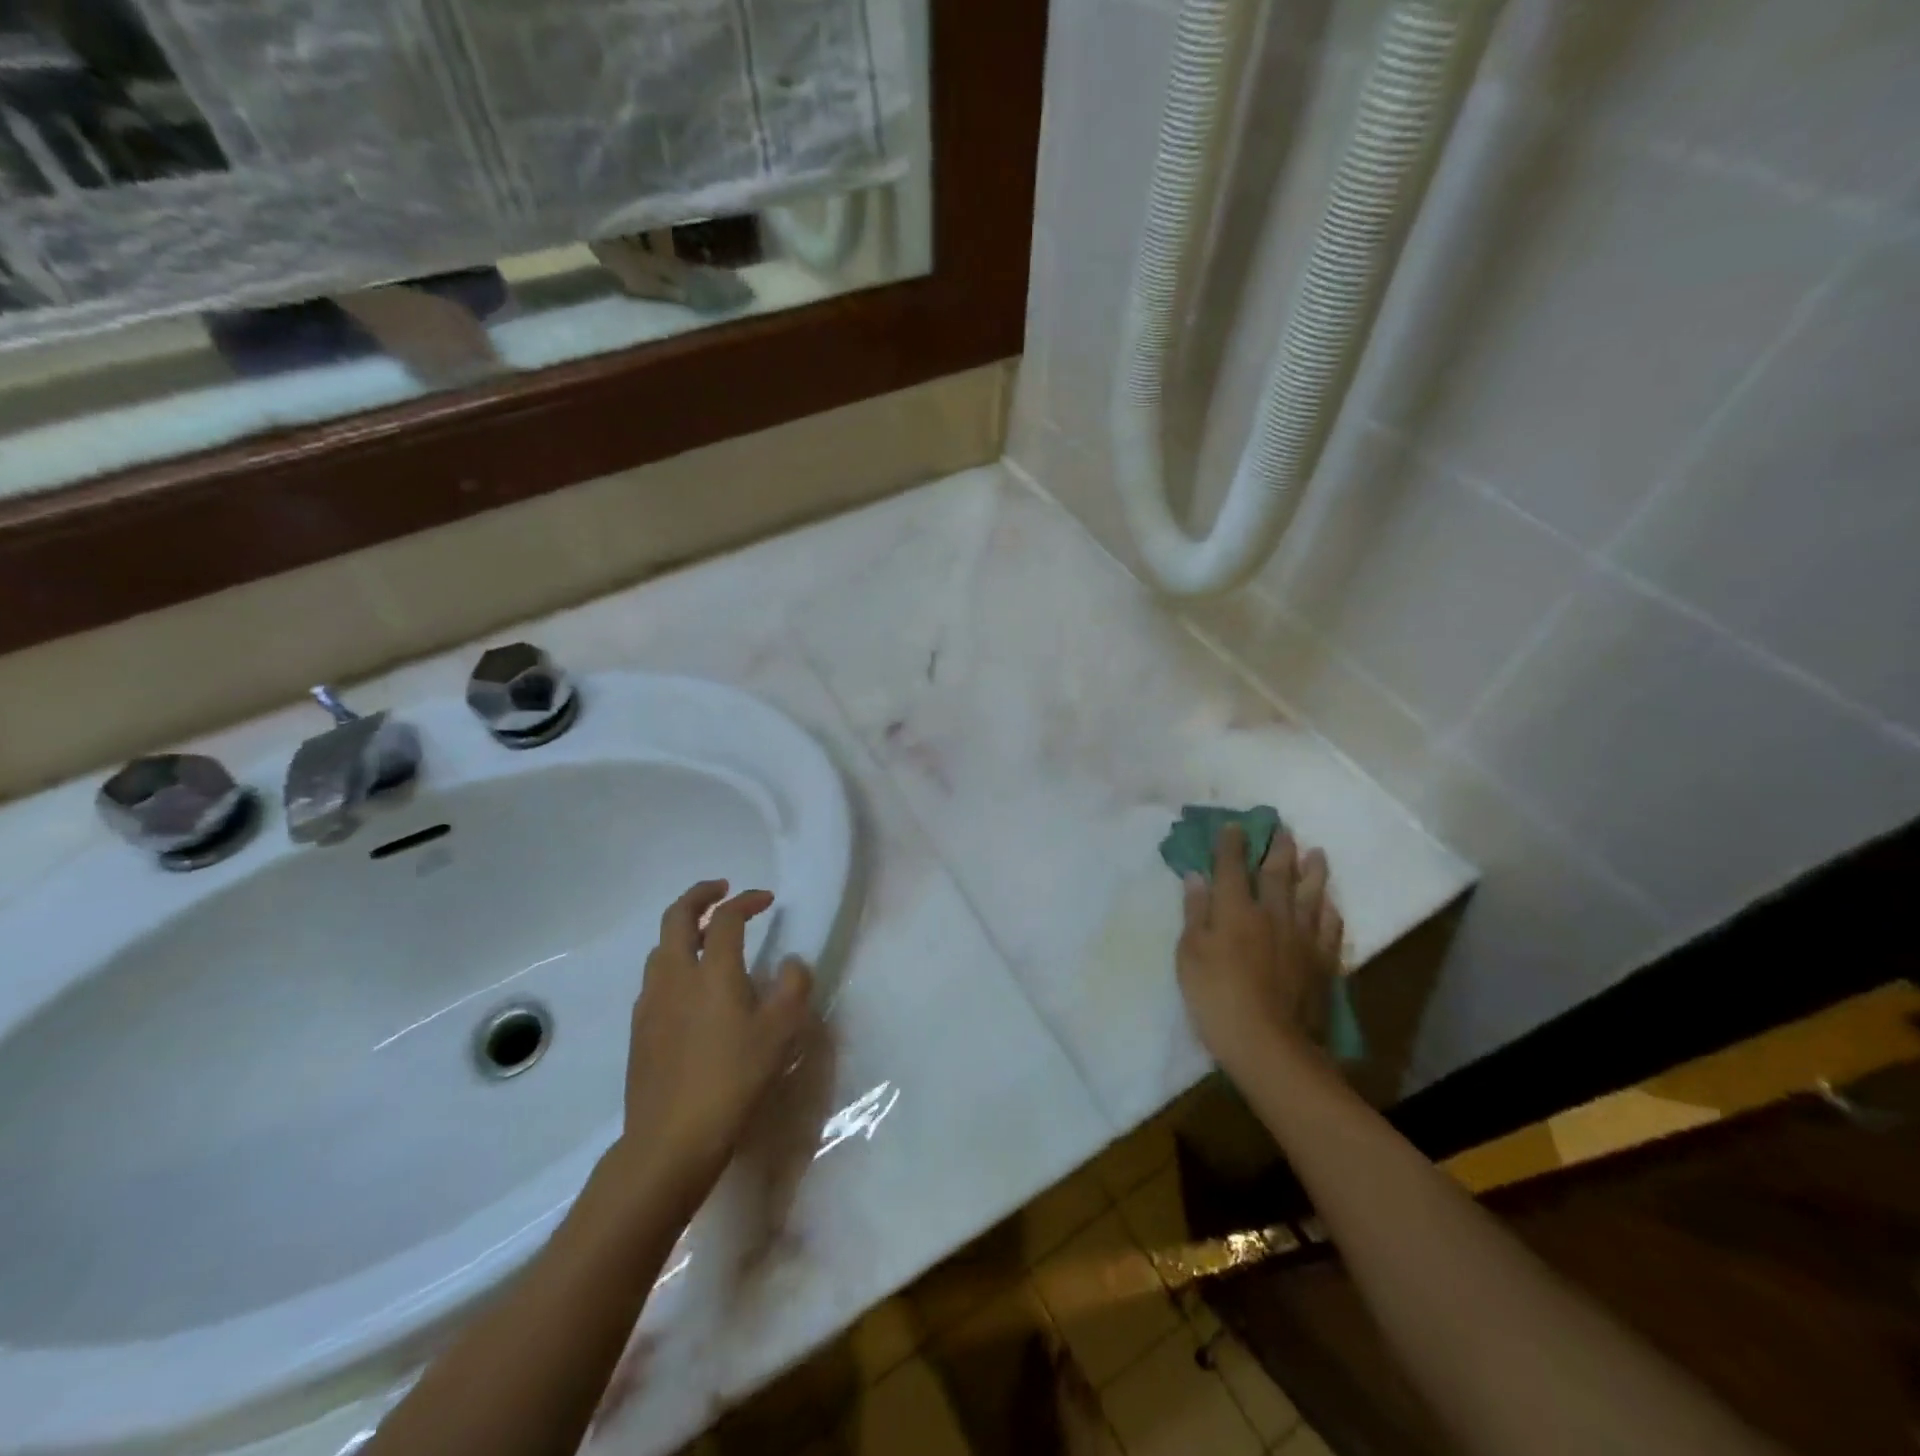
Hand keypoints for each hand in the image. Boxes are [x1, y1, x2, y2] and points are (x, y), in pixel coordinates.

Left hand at [609, 880, 813, 1216]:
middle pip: (677, 917)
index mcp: (712, 970)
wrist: (671, 1138)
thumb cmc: (734, 1079)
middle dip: (700, 895)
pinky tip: (689, 988)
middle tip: (721, 889)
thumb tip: (789, 962)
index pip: (726, 918)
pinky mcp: (640, 1029)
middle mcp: (675, 975)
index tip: (766, 899)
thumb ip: (792, 987)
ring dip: (683, 930)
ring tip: (707, 936)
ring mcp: (651, 1002)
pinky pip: (655, 978)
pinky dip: (673, 962)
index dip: (747, 901)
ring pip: (661, 947)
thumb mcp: (781, 1033)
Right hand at [1176, 826, 1343, 1084]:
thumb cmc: (1217, 999)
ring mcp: (1301, 937)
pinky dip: (1329, 911)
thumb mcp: (1190, 956)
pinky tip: (1329, 903)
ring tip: (1315, 853)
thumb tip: (1197, 876)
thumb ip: (1195, 913)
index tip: (1234, 825)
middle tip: (1282, 828)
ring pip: (1309, 894)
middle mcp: (1271, 914)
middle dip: (1277, 848)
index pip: (1232, 867)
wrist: (1270, 1046)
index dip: (1231, 844)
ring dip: (1312, 871)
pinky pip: (1330, 928)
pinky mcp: (1322, 961)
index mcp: (1235, 910)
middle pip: (1276, 873)